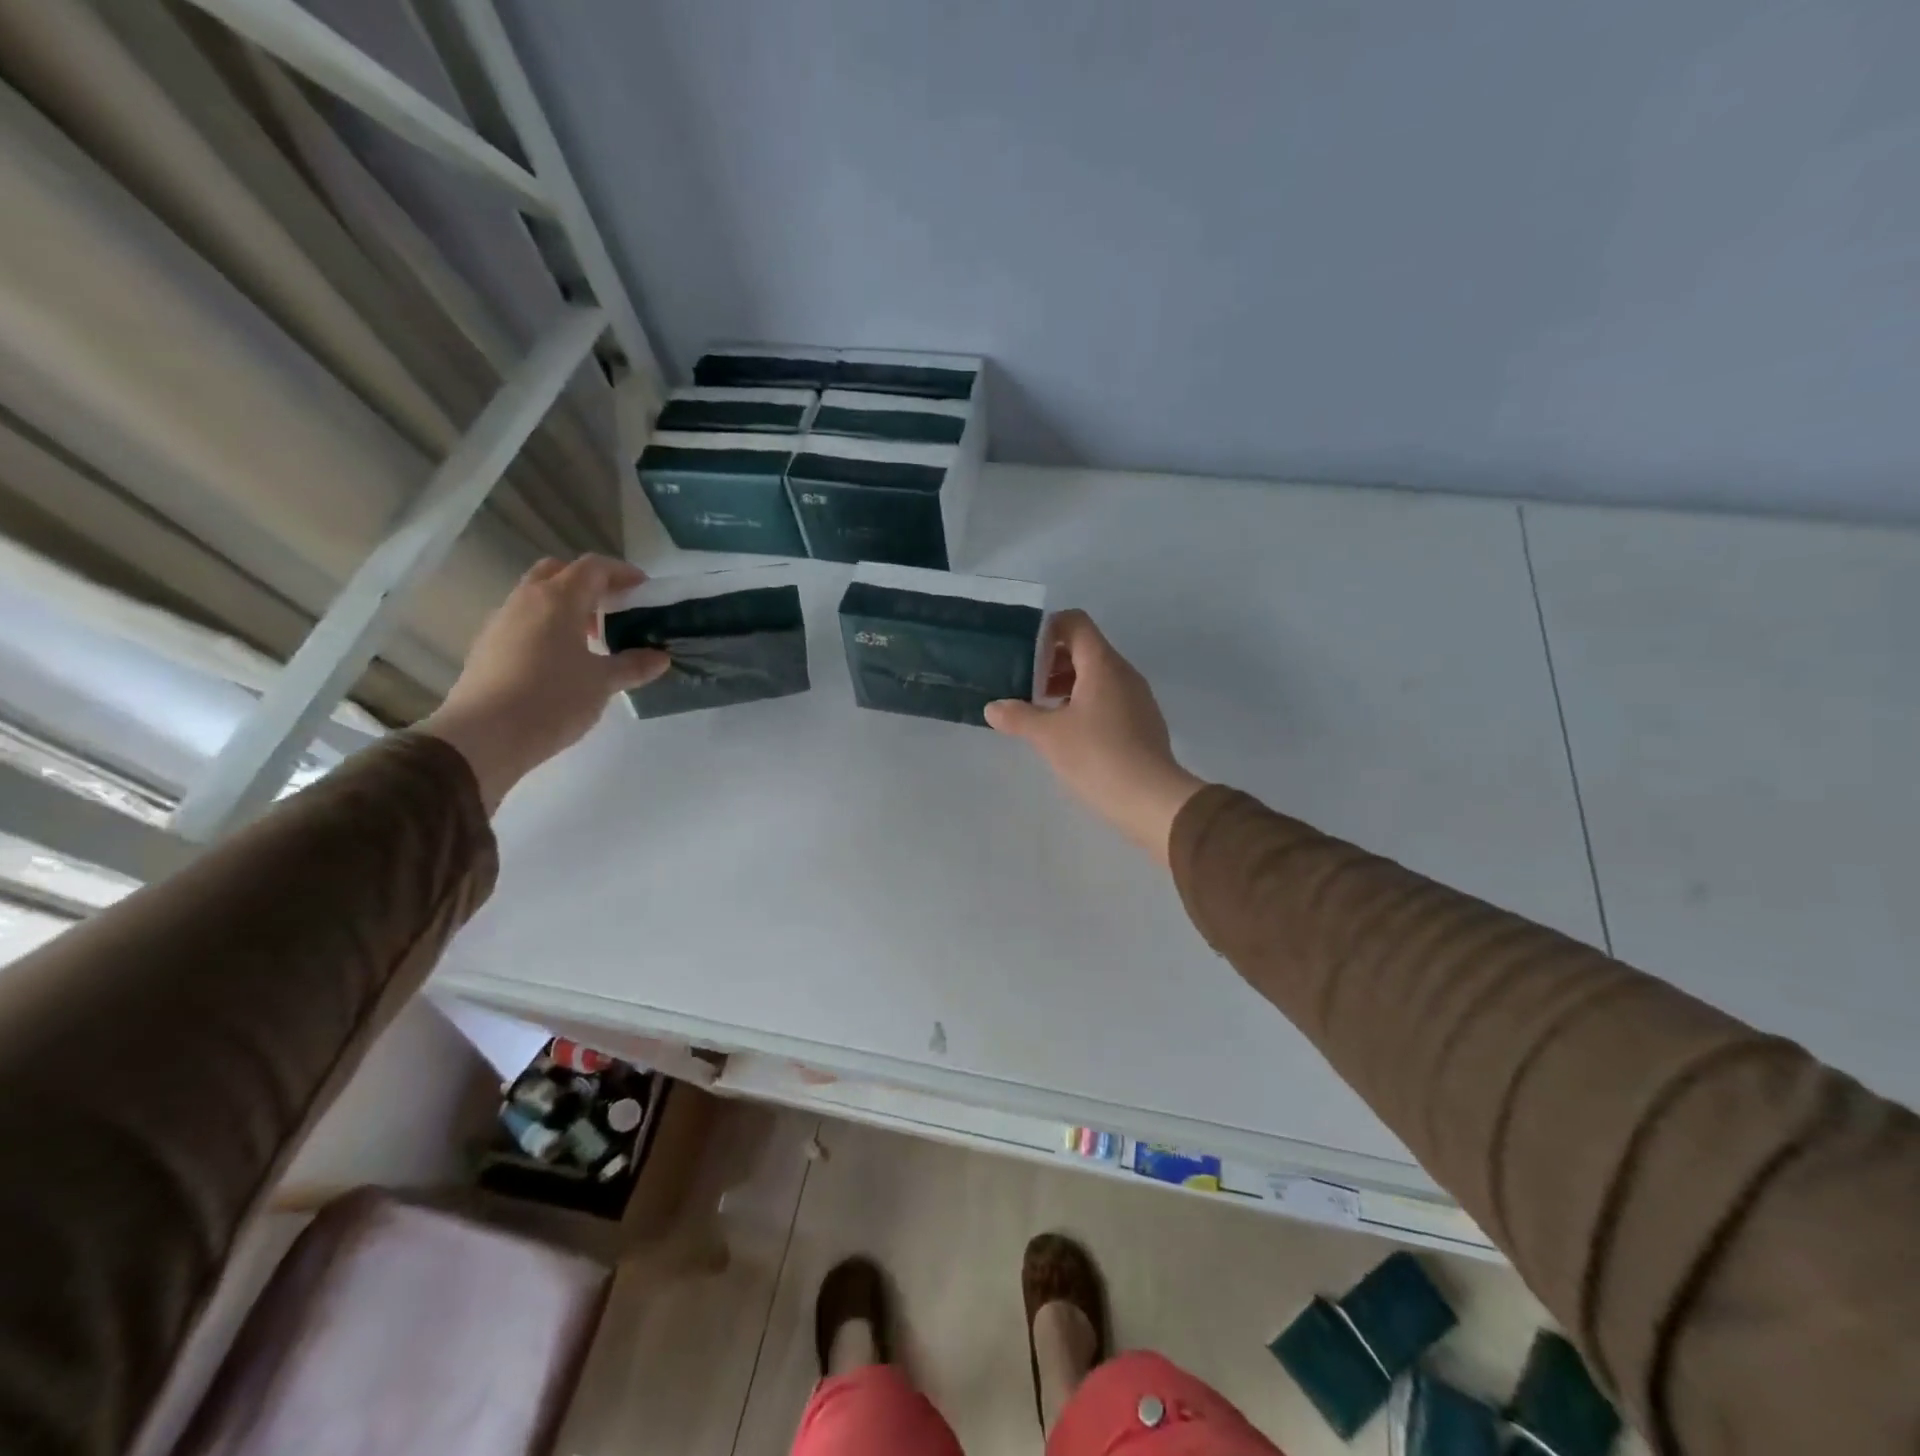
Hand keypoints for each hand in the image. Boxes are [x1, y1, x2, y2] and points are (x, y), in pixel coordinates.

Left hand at [420, 556, 668, 810]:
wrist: (484, 736)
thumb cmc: (552, 699)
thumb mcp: (603, 683)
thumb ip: (633, 665)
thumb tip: (660, 657)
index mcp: (558, 600)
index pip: (593, 568)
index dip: (622, 573)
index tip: (643, 589)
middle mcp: (526, 600)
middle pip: (559, 572)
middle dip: (589, 584)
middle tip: (614, 609)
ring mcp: (502, 622)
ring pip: (538, 597)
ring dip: (567, 607)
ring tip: (592, 641)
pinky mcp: (488, 646)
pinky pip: (524, 622)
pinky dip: (548, 627)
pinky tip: (563, 661)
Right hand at [985, 610, 1204, 863]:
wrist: (1151, 799)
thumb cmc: (1097, 756)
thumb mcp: (1048, 736)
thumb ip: (1018, 716)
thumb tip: (993, 708)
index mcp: (1102, 664)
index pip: (1075, 623)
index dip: (1046, 630)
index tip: (1024, 655)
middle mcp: (1123, 672)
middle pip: (1085, 649)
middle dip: (1052, 663)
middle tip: (1026, 688)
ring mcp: (1137, 697)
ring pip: (1097, 676)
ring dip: (1067, 686)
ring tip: (1042, 713)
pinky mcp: (1143, 722)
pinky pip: (1109, 699)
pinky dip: (1085, 704)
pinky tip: (1069, 734)